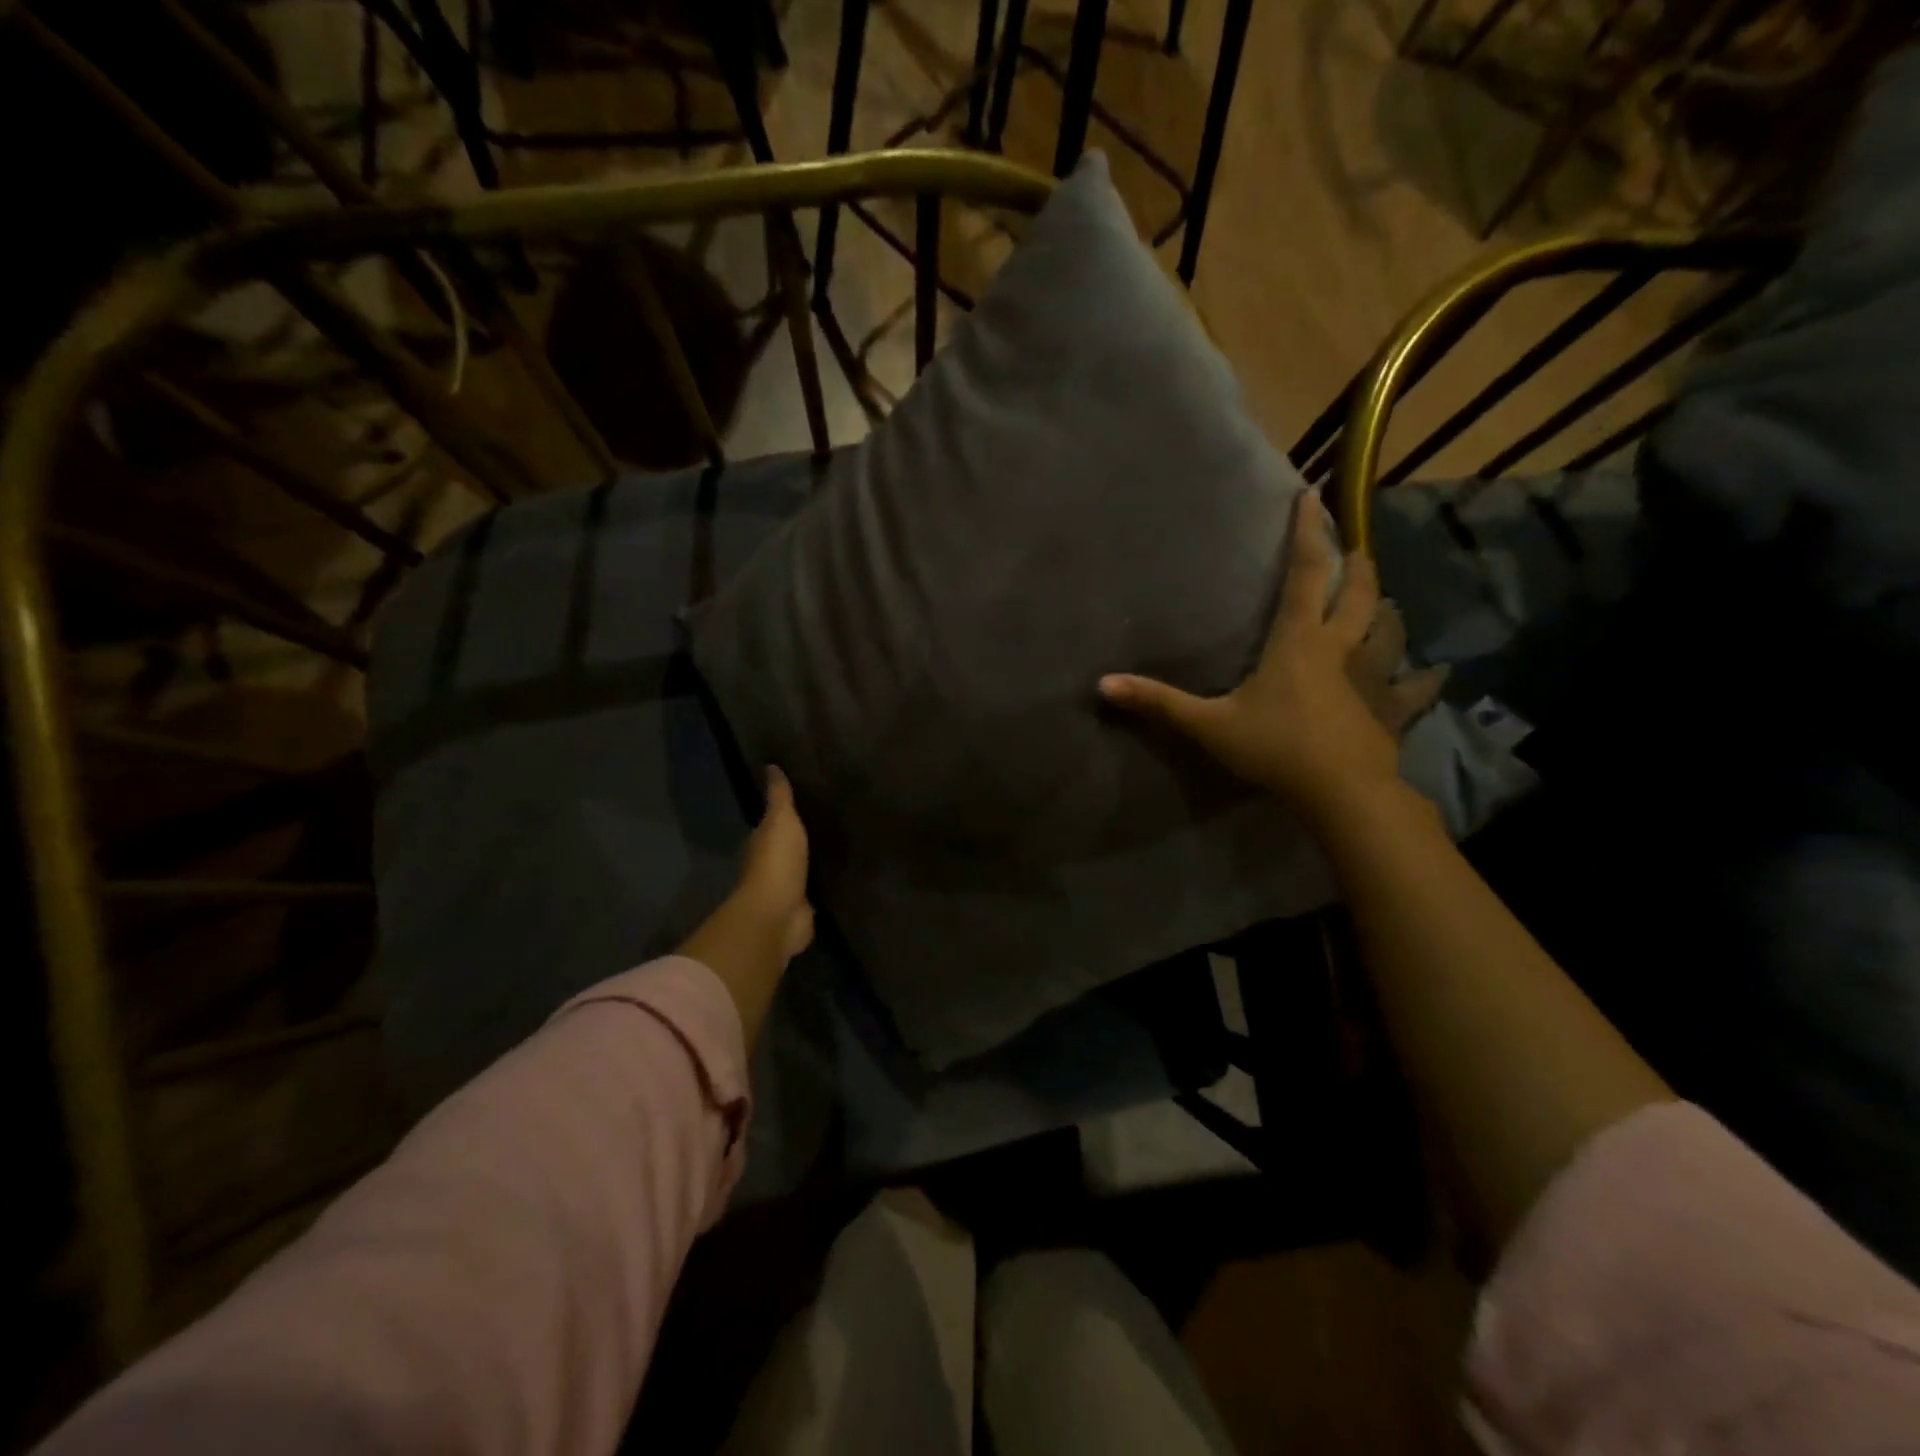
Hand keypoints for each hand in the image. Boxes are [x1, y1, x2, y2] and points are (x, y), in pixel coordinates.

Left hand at [679, 767, 813, 1043]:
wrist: (778, 915)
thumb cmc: (776, 863)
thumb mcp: (780, 820)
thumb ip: (779, 797)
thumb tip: (770, 765)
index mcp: (760, 844)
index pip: (771, 824)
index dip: (783, 815)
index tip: (804, 802)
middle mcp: (770, 866)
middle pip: (787, 848)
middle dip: (801, 840)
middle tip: (829, 823)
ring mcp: (787, 890)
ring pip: (802, 870)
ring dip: (813, 863)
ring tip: (840, 847)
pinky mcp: (803, 909)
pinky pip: (816, 892)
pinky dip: (824, 885)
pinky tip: (840, 876)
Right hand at [1099, 491, 1445, 828]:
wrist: (1342, 793)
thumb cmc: (1275, 749)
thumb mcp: (1209, 725)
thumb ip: (1159, 703)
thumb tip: (1102, 685)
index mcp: (1299, 640)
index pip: (1307, 572)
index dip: (1308, 532)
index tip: (1312, 496)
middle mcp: (1341, 647)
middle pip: (1359, 591)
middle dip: (1356, 561)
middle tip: (1354, 542)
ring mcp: (1373, 677)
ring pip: (1389, 629)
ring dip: (1386, 609)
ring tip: (1383, 600)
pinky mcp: (1390, 709)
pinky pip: (1414, 687)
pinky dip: (1423, 678)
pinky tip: (1433, 674)